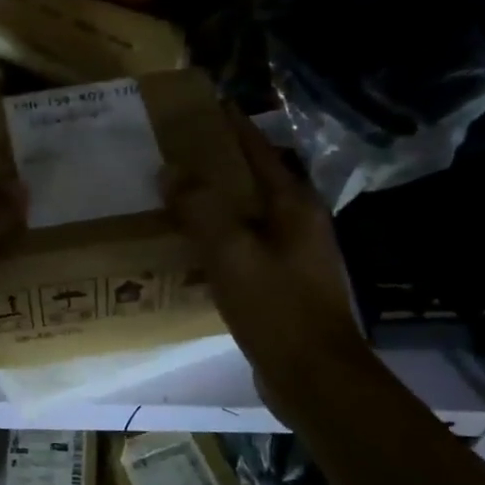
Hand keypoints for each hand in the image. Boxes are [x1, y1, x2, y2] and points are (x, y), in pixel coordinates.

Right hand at [163, 109, 367, 402]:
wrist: (314, 377)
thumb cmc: (277, 308)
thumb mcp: (232, 254)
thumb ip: (201, 209)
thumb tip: (171, 170)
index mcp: (293, 204)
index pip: (257, 150)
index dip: (230, 126)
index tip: (200, 107)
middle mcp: (297, 222)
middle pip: (252, 180)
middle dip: (215, 165)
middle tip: (170, 154)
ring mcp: (292, 254)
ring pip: (245, 215)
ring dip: (213, 204)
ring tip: (171, 196)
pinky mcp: (281, 283)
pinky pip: (242, 247)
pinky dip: (216, 239)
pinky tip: (188, 248)